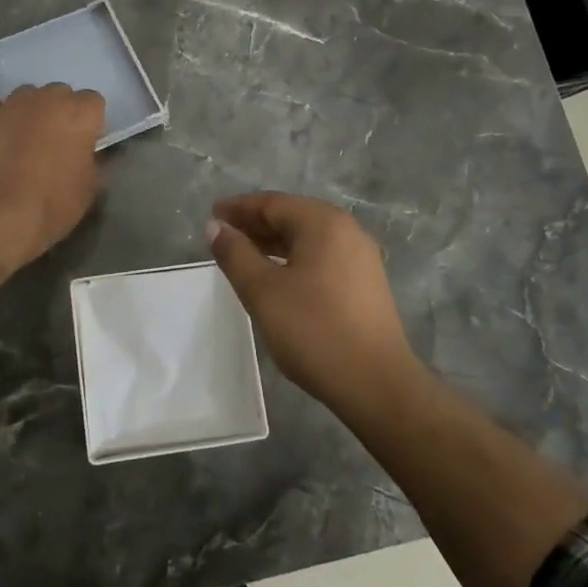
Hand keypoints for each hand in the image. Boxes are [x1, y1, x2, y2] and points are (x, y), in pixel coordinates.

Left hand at [0, 85, 105, 290]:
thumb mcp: (89, 189)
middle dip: (61, 111)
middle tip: (57, 140)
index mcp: (79, 114)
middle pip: (59, 93)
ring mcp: (10, 105)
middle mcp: (46, 99)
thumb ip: (93, 160)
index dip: (90, 121)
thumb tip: (87, 152)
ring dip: (31, 110)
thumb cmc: (52, 205)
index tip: (86, 141)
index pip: (93, 100)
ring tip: (25, 137)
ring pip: (27, 95)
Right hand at [206, 192, 425, 415]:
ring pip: (307, 238)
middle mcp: (347, 230)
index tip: (212, 214)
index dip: (239, 208)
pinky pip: (321, 256)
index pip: (273, 203)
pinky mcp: (365, 282)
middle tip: (222, 234)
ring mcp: (360, 257)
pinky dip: (293, 258)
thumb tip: (216, 227)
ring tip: (242, 255)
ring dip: (273, 242)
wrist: (376, 383)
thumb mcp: (263, 291)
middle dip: (255, 223)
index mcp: (323, 223)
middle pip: (292, 216)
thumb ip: (235, 254)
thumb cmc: (314, 330)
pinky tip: (276, 277)